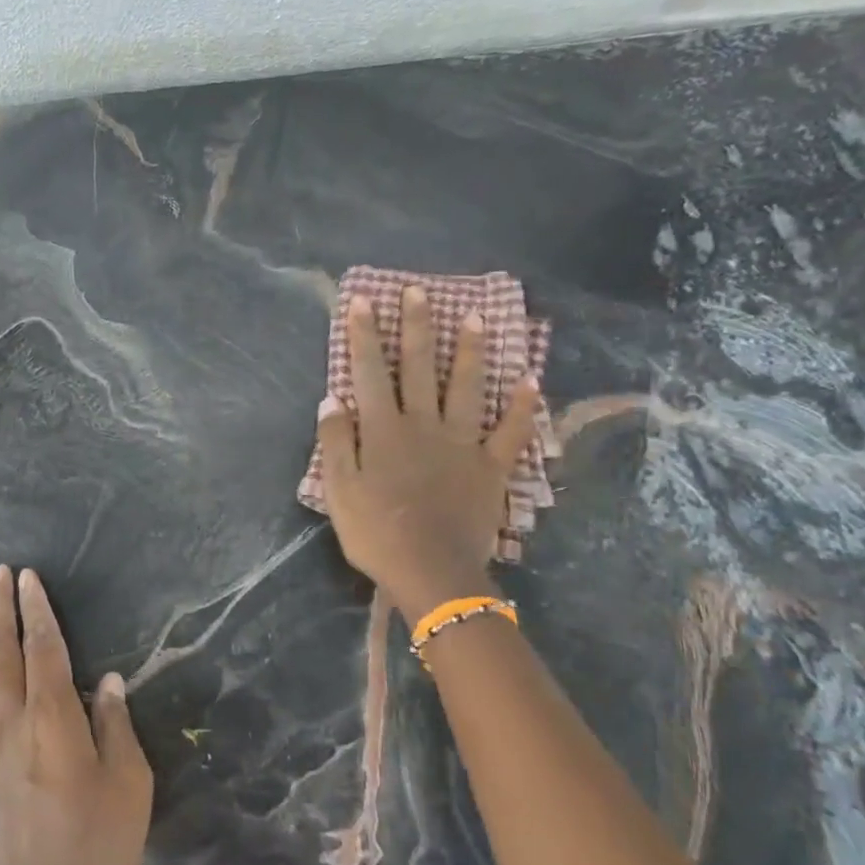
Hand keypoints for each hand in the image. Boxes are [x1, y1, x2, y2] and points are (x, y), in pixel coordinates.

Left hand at [0, 566, 152, 864]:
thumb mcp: (129, 784)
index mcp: (54, 719)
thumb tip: (110, 683)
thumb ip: (116, 727)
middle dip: (1, 611)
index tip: (28, 577)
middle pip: (5, 654)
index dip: (38, 611)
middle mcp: (16, 724)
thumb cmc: (99, 848)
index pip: (44, 649)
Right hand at [317, 284, 541, 621]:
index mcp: (383, 430)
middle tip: (419, 291)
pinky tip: (531, 381)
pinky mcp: (491, 468)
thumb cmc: (376, 533)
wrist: (431, 572)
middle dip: (417, 328)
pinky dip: (523, 408)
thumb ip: (335, 442)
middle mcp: (423, 425)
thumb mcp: (338, 490)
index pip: (370, 373)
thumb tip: (333, 399)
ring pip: (468, 389)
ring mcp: (462, 444)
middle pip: (419, 368)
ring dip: (472, 352)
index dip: (364, 336)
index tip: (363, 301)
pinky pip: (510, 432)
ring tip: (478, 317)